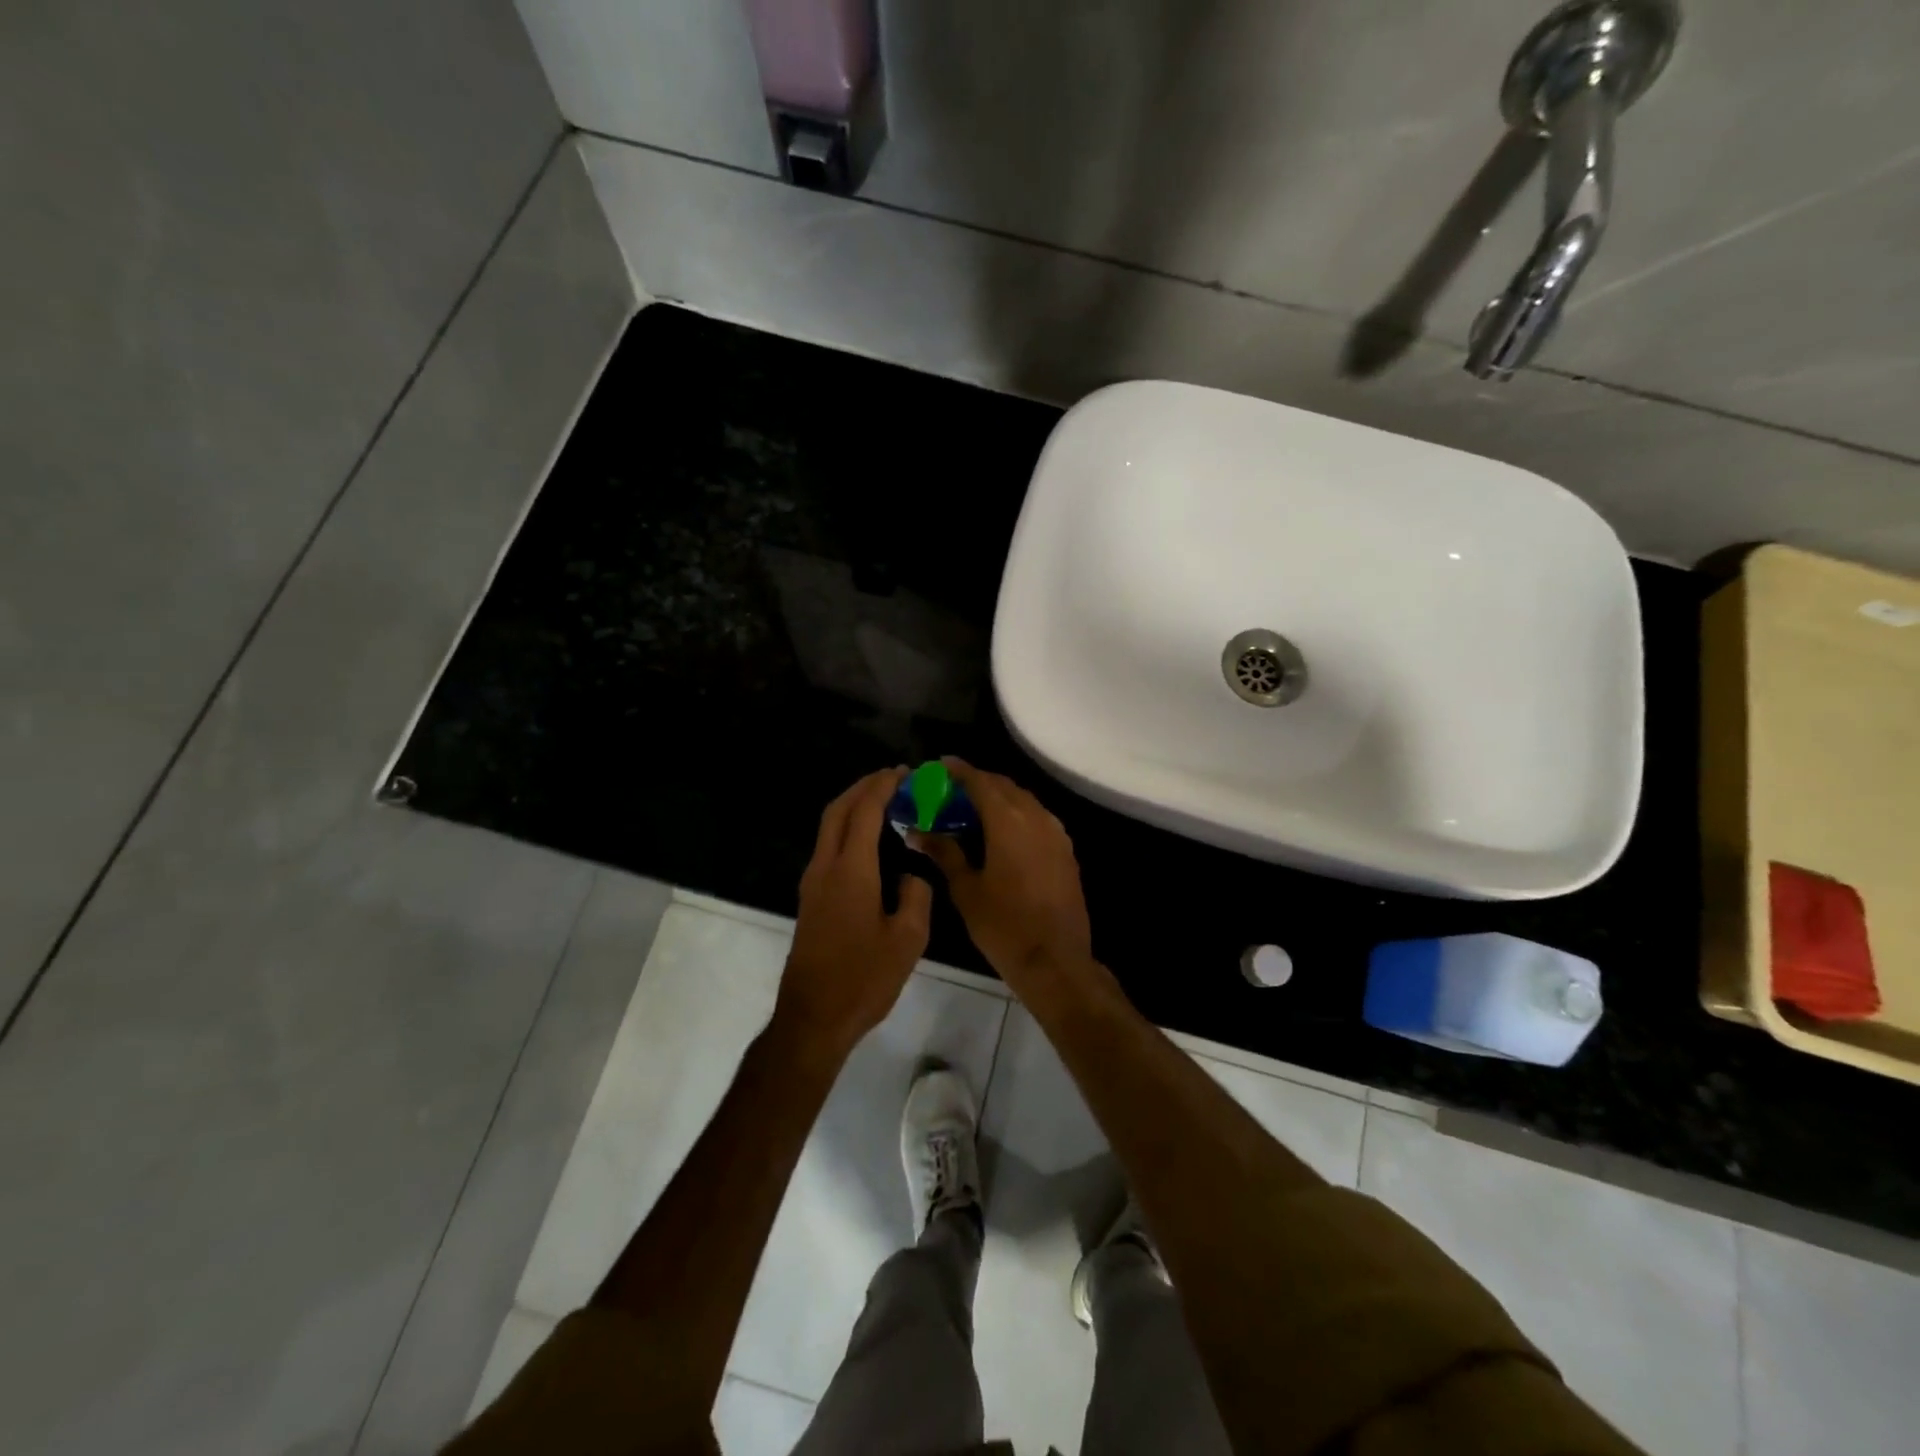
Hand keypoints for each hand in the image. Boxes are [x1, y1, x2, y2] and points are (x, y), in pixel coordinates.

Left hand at [775, 768, 932, 1056]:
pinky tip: (869, 839)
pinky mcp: (811, 898)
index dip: (882, 787)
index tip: (904, 772)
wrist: (813, 1018)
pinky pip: (828, 846)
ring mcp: (812, 883)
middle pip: (838, 810)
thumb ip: (916, 895)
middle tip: (892, 778)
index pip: (864, 812)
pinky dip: (847, 828)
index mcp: (850, 871)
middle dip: (863, 787)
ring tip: (884, 800)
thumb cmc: (863, 979)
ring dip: (853, 806)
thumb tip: (912, 873)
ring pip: (828, 827)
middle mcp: (825, 868)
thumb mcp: (908, 939)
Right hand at [911, 760, 1095, 998]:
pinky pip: (1038, 818)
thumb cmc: (1003, 925)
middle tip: (951, 790)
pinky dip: (1017, 814)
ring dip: (999, 797)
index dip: (959, 770)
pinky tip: (1002, 832)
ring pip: (1024, 800)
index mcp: (1008, 820)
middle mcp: (1035, 816)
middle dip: (978, 782)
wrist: (1055, 960)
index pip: (980, 781)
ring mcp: (1055, 833)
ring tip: (973, 809)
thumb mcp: (966, 888)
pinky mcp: (1066, 850)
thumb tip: (917, 831)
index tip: (940, 765)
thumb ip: (944, 852)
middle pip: (1004, 786)